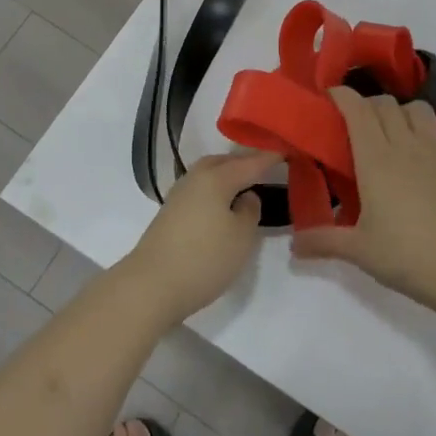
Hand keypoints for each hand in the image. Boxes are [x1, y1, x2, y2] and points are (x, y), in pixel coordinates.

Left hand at [121, 152, 272, 325]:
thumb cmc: (204, 258)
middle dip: (244, 162)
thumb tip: (245, 196)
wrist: (151, 285)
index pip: (249, 163)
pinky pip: (199, 190)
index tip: (285, 151)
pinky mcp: (170, 213)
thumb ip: (250, 211)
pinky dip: (214, 190)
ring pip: (208, 174)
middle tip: (264, 166)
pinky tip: (221, 204)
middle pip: (224, 162)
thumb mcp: (241, 237)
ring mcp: (179, 195)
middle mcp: (195, 178)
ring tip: (245, 185)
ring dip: (227, 175)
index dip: (268, 158)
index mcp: (216, 177)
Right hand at [292, 90, 435, 316]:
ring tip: (399, 134)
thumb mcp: (359, 251)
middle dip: (369, 105)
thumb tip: (293, 245)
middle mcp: (406, 145)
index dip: (343, 96)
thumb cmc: (407, 256)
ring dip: (405, 114)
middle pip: (386, 104)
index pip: (357, 109)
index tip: (331, 96)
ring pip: (420, 110)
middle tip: (360, 125)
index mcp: (375, 159)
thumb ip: (323, 241)